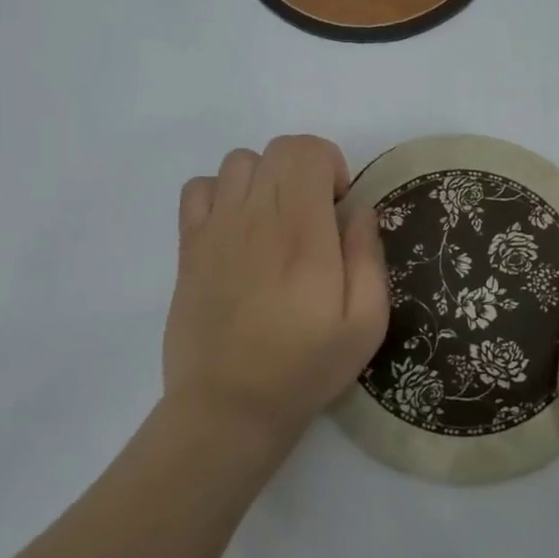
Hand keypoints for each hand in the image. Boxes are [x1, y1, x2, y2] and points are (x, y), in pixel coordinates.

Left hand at [162, 136, 389, 452]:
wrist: (228, 408)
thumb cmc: (305, 367)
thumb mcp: (366, 323)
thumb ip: (369, 256)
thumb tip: (359, 210)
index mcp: (303, 232)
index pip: (307, 150)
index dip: (331, 164)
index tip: (338, 206)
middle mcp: (256, 217)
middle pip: (277, 149)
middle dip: (305, 168)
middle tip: (313, 215)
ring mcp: (216, 229)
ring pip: (239, 161)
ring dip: (265, 178)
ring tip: (275, 220)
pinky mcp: (189, 247)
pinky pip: (198, 188)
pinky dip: (220, 193)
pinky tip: (236, 228)